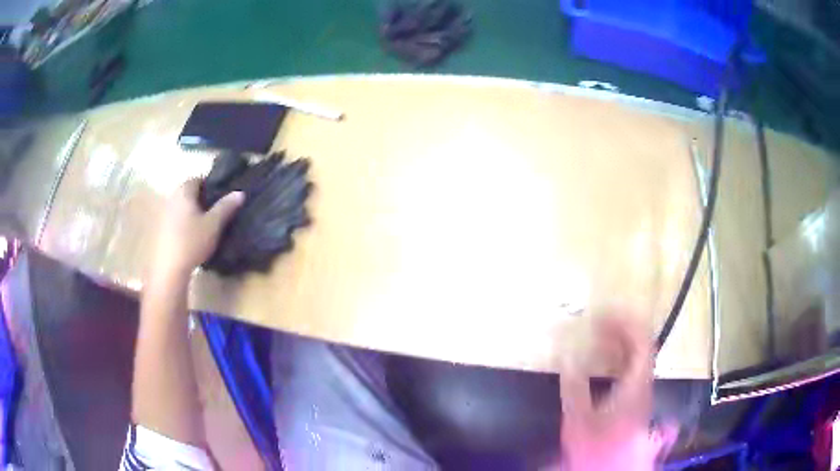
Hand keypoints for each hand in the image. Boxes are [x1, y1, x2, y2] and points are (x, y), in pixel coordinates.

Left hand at [147, 179, 243, 283]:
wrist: (170, 269)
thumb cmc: (192, 241)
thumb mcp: (213, 224)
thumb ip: (226, 207)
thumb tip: (240, 192)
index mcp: (184, 191)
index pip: (199, 179)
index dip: (211, 185)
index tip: (222, 196)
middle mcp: (172, 197)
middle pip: (190, 192)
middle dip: (203, 198)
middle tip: (217, 210)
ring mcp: (165, 213)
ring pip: (183, 206)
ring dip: (194, 211)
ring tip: (207, 224)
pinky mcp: (162, 229)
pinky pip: (177, 218)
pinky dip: (186, 222)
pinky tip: (194, 236)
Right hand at [558, 316, 667, 470]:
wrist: (610, 467)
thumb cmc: (597, 445)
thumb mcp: (579, 417)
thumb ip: (574, 386)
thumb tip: (568, 354)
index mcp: (636, 383)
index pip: (641, 341)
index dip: (625, 322)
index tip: (603, 314)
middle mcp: (644, 382)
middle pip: (641, 345)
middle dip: (620, 328)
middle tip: (597, 322)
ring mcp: (642, 390)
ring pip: (637, 355)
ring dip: (620, 341)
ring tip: (598, 335)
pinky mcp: (636, 398)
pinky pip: (632, 366)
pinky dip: (619, 355)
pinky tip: (604, 359)